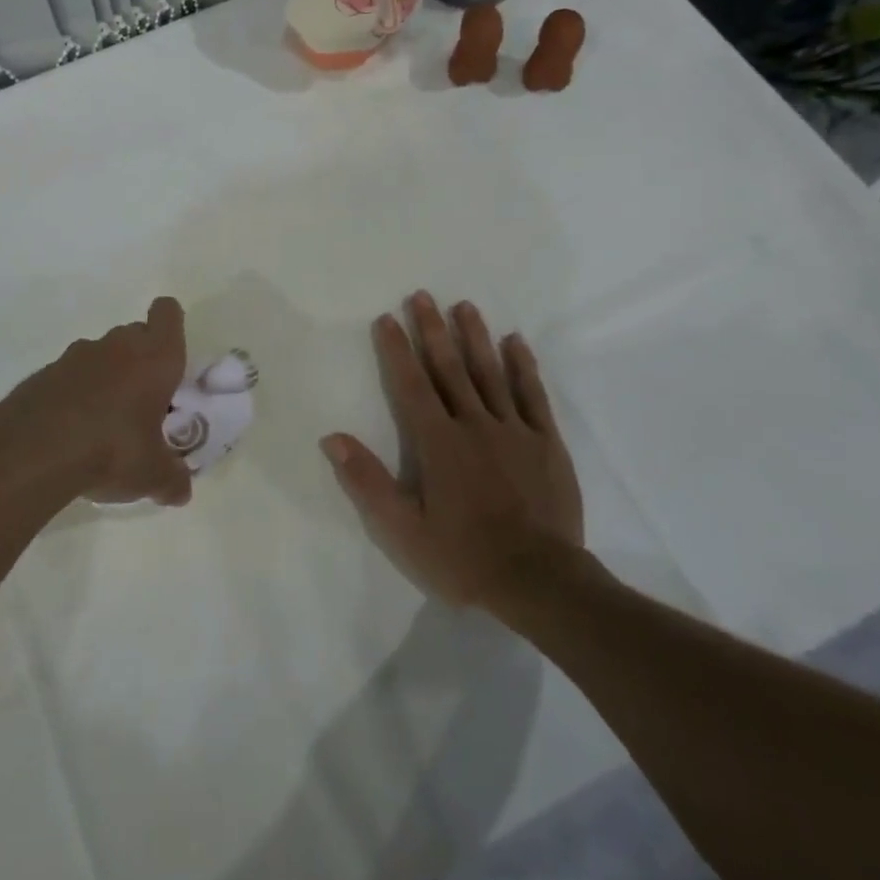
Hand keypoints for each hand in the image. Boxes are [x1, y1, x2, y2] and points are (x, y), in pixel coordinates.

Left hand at [0, 297, 193, 507]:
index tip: (170, 356)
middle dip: (141, 359)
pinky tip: (71, 431)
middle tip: (144, 400)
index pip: (167, 313)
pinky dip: (75, 394)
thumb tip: (181, 492)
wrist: (33, 451)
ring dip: (107, 377)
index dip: (170, 326)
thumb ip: (172, 479)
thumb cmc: (112, 449)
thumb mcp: (152, 474)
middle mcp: (117, 346)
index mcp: (154, 358)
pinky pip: (70, 376)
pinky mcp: (43, 373)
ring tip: (105, 421)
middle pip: (135, 334)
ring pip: (101, 354)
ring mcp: (75, 356)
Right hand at [323, 292, 583, 616]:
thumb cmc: (465, 557)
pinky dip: (523, 366)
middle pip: (450, 368)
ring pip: (490, 373)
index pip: (411, 386)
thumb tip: (333, 438)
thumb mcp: (404, 530)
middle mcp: (474, 424)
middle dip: (433, 330)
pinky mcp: (546, 443)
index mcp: (438, 443)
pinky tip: (515, 342)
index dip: (397, 350)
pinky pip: (533, 395)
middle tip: (422, 296)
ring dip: (475, 337)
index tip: (387, 319)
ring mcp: (514, 430)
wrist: (541, 583)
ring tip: (464, 306)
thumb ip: (368, 482)